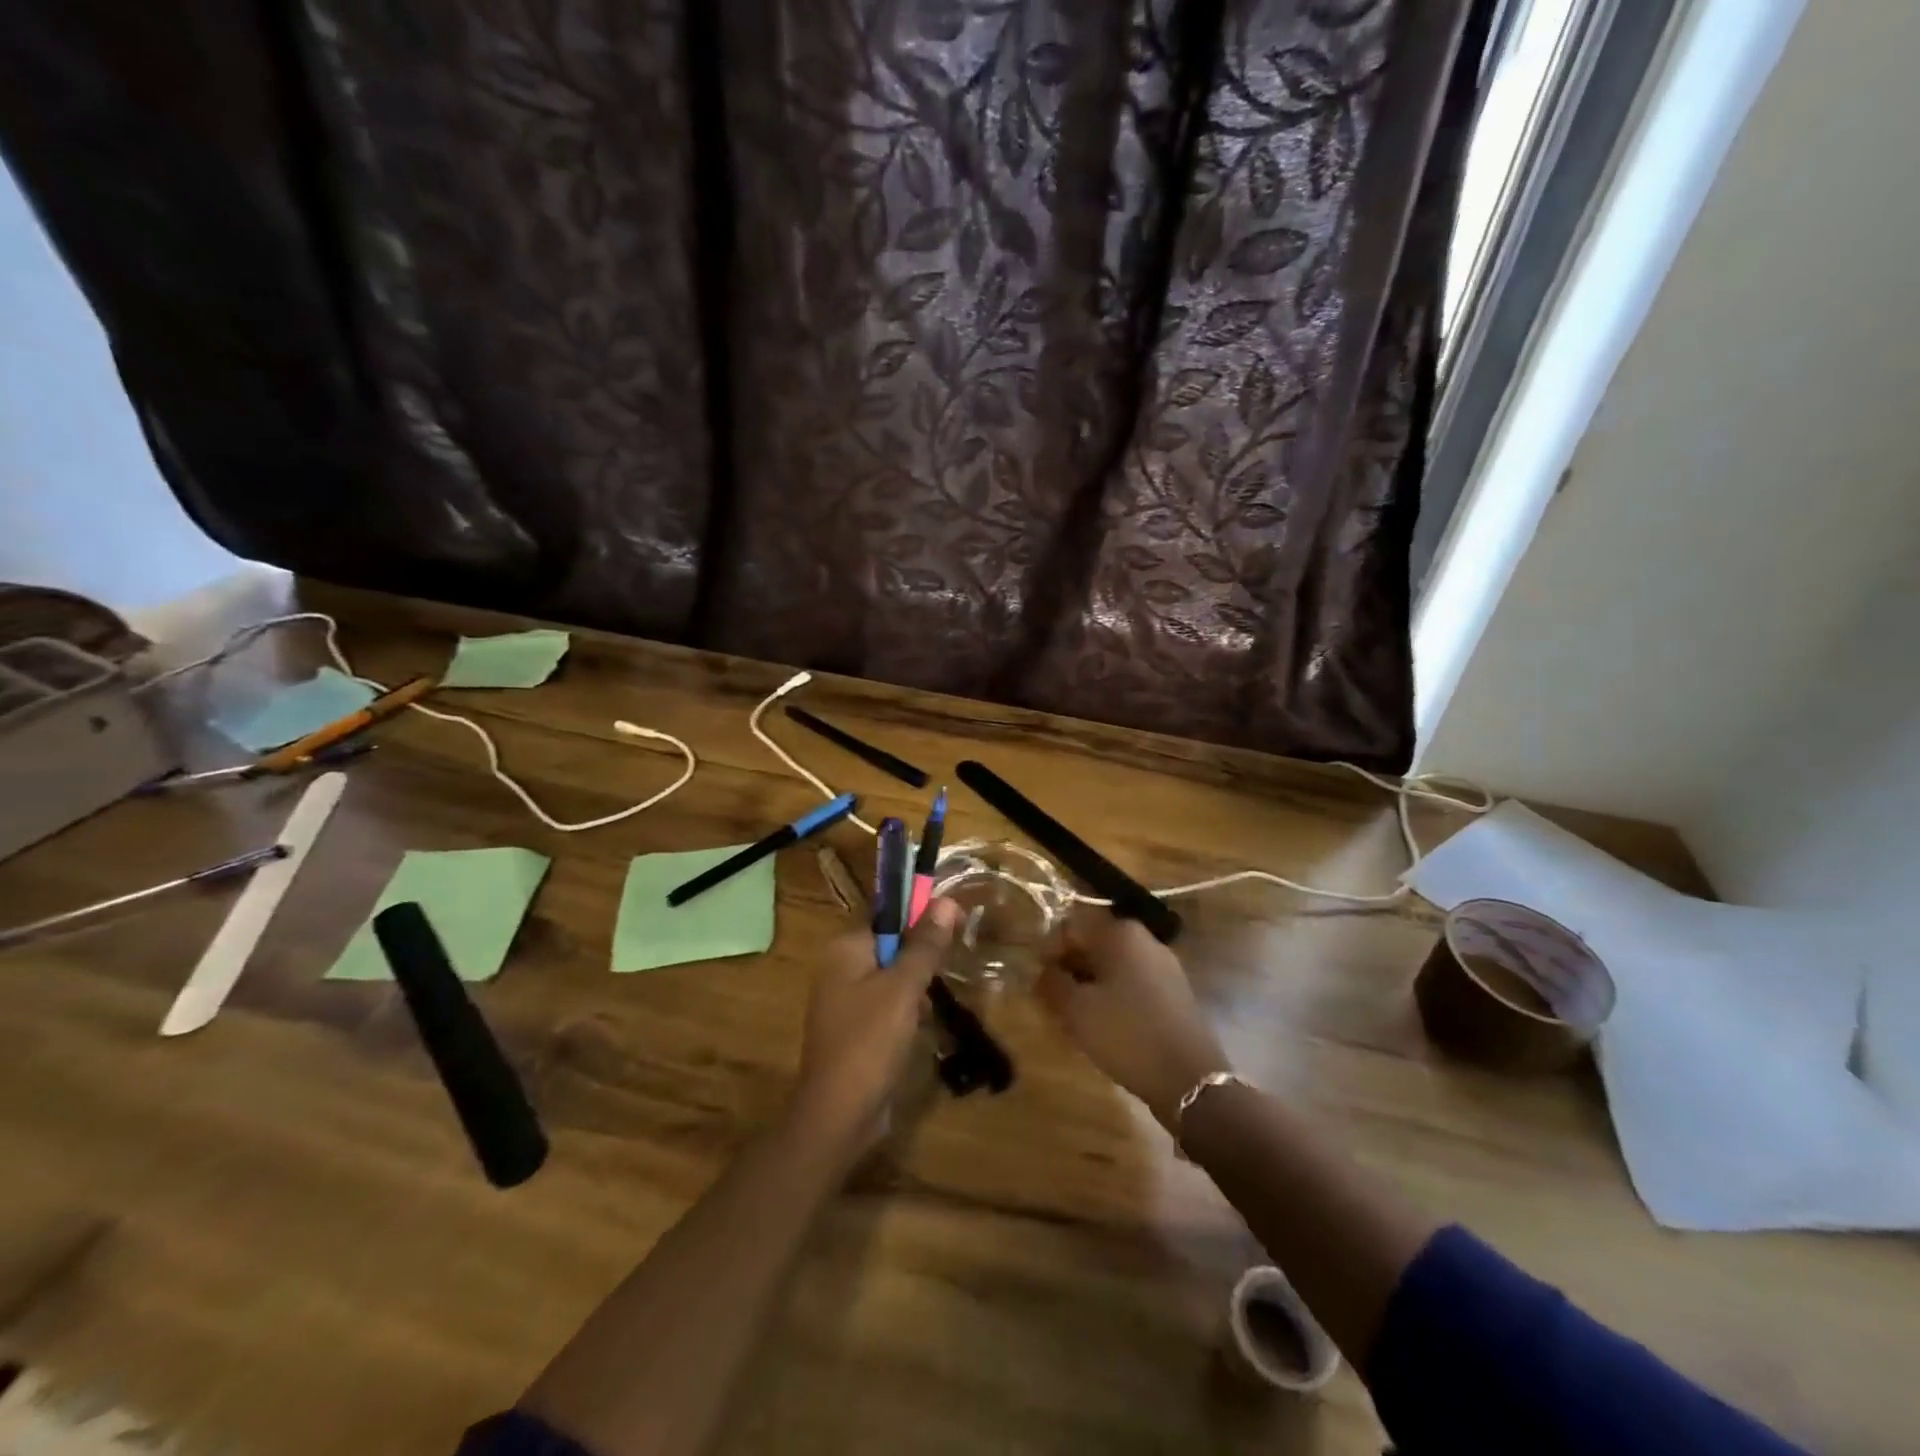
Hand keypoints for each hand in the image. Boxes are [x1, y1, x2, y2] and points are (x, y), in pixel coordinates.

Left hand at [791, 898, 960, 1153]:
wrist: (839, 1115)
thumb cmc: (870, 1041)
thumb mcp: (904, 988)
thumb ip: (925, 945)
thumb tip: (947, 901)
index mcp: (845, 949)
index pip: (888, 918)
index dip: (921, 922)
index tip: (951, 934)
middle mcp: (839, 968)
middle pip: (892, 948)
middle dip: (919, 964)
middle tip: (938, 981)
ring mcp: (844, 1001)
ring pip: (892, 980)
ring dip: (915, 992)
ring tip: (927, 1013)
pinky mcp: (853, 1030)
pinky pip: (886, 1007)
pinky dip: (904, 1015)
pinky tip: (918, 1032)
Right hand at [1037, 907, 1230, 1130]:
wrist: (1189, 1079)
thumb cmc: (1126, 1034)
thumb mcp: (1076, 1010)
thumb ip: (1051, 982)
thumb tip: (1042, 970)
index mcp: (1121, 933)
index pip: (1071, 928)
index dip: (1049, 952)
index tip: (1040, 982)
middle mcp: (1145, 939)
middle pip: (1094, 945)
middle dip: (1071, 969)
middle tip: (1055, 1001)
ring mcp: (1165, 965)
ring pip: (1114, 966)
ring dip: (1091, 985)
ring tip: (1078, 1017)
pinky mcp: (1175, 991)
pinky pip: (1134, 983)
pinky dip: (1115, 996)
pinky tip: (1107, 1025)